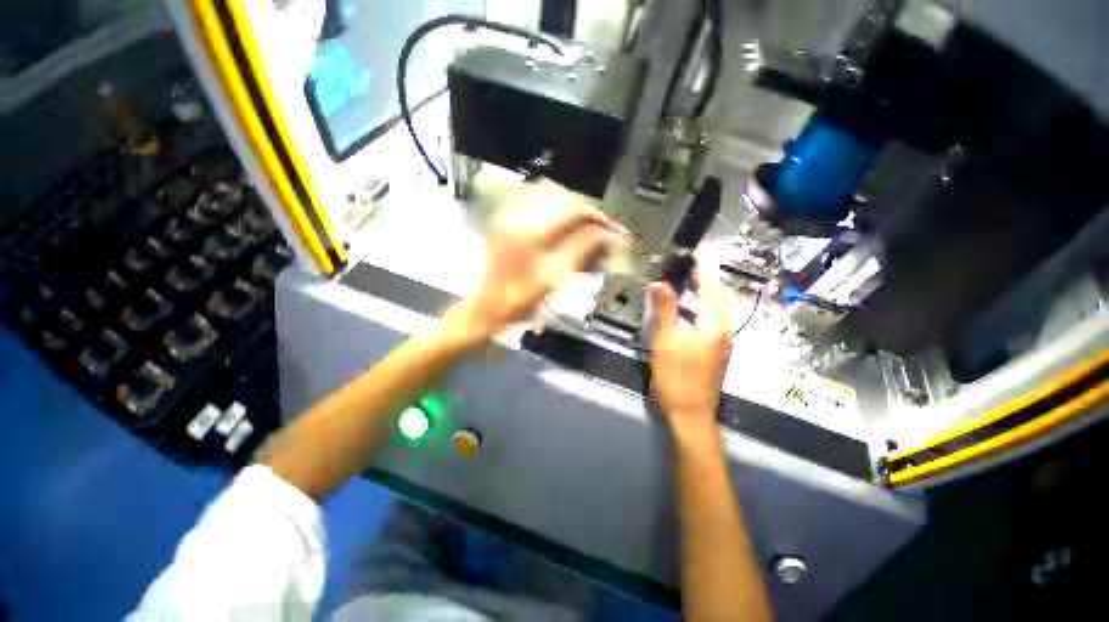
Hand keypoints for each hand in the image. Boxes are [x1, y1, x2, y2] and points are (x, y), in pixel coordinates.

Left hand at [452, 180, 626, 338]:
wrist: (489, 307)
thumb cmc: (520, 299)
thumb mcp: (555, 276)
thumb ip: (582, 249)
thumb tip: (605, 235)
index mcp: (530, 231)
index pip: (572, 210)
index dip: (596, 217)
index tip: (610, 229)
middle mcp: (516, 217)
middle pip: (560, 196)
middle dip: (584, 209)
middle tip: (598, 227)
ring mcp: (506, 218)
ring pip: (543, 192)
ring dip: (567, 204)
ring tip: (580, 223)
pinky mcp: (503, 223)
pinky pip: (528, 199)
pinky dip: (549, 204)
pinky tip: (557, 219)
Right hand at [646, 278, 732, 442]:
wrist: (690, 415)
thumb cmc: (677, 379)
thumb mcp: (665, 342)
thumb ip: (663, 311)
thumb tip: (658, 283)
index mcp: (715, 327)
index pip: (713, 291)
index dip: (703, 273)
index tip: (691, 260)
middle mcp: (724, 333)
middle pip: (718, 301)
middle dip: (704, 284)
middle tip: (686, 272)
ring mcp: (722, 345)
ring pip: (715, 314)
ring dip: (702, 298)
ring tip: (685, 289)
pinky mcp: (715, 354)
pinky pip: (710, 325)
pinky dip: (699, 313)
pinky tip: (684, 317)